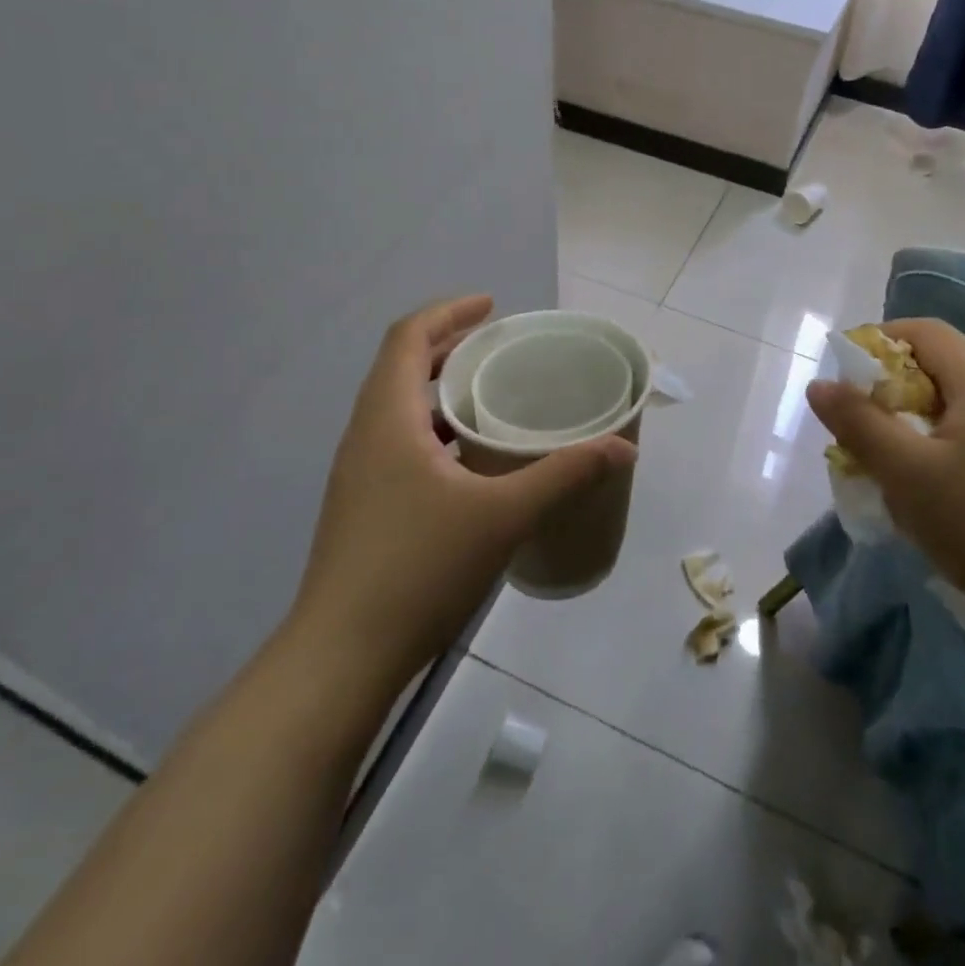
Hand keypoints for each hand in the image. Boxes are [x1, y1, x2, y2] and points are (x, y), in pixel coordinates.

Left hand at [287, 296, 634, 692]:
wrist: (340, 658)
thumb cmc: (418, 569)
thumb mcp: (504, 515)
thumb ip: (565, 474)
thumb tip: (624, 446)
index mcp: (387, 418)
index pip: (408, 337)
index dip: (449, 311)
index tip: (492, 306)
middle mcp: (365, 435)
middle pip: (401, 366)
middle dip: (448, 345)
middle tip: (499, 345)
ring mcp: (358, 474)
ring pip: (398, 407)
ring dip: (440, 389)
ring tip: (491, 394)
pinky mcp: (362, 506)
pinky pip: (398, 443)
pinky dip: (434, 429)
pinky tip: (470, 461)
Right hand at [805, 318, 964, 636]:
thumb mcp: (905, 473)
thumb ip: (858, 423)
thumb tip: (819, 384)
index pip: (924, 330)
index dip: (879, 341)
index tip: (848, 379)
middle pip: (942, 360)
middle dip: (894, 381)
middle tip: (864, 421)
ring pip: (959, 395)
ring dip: (917, 411)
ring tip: (892, 453)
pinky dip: (944, 433)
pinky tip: (933, 478)